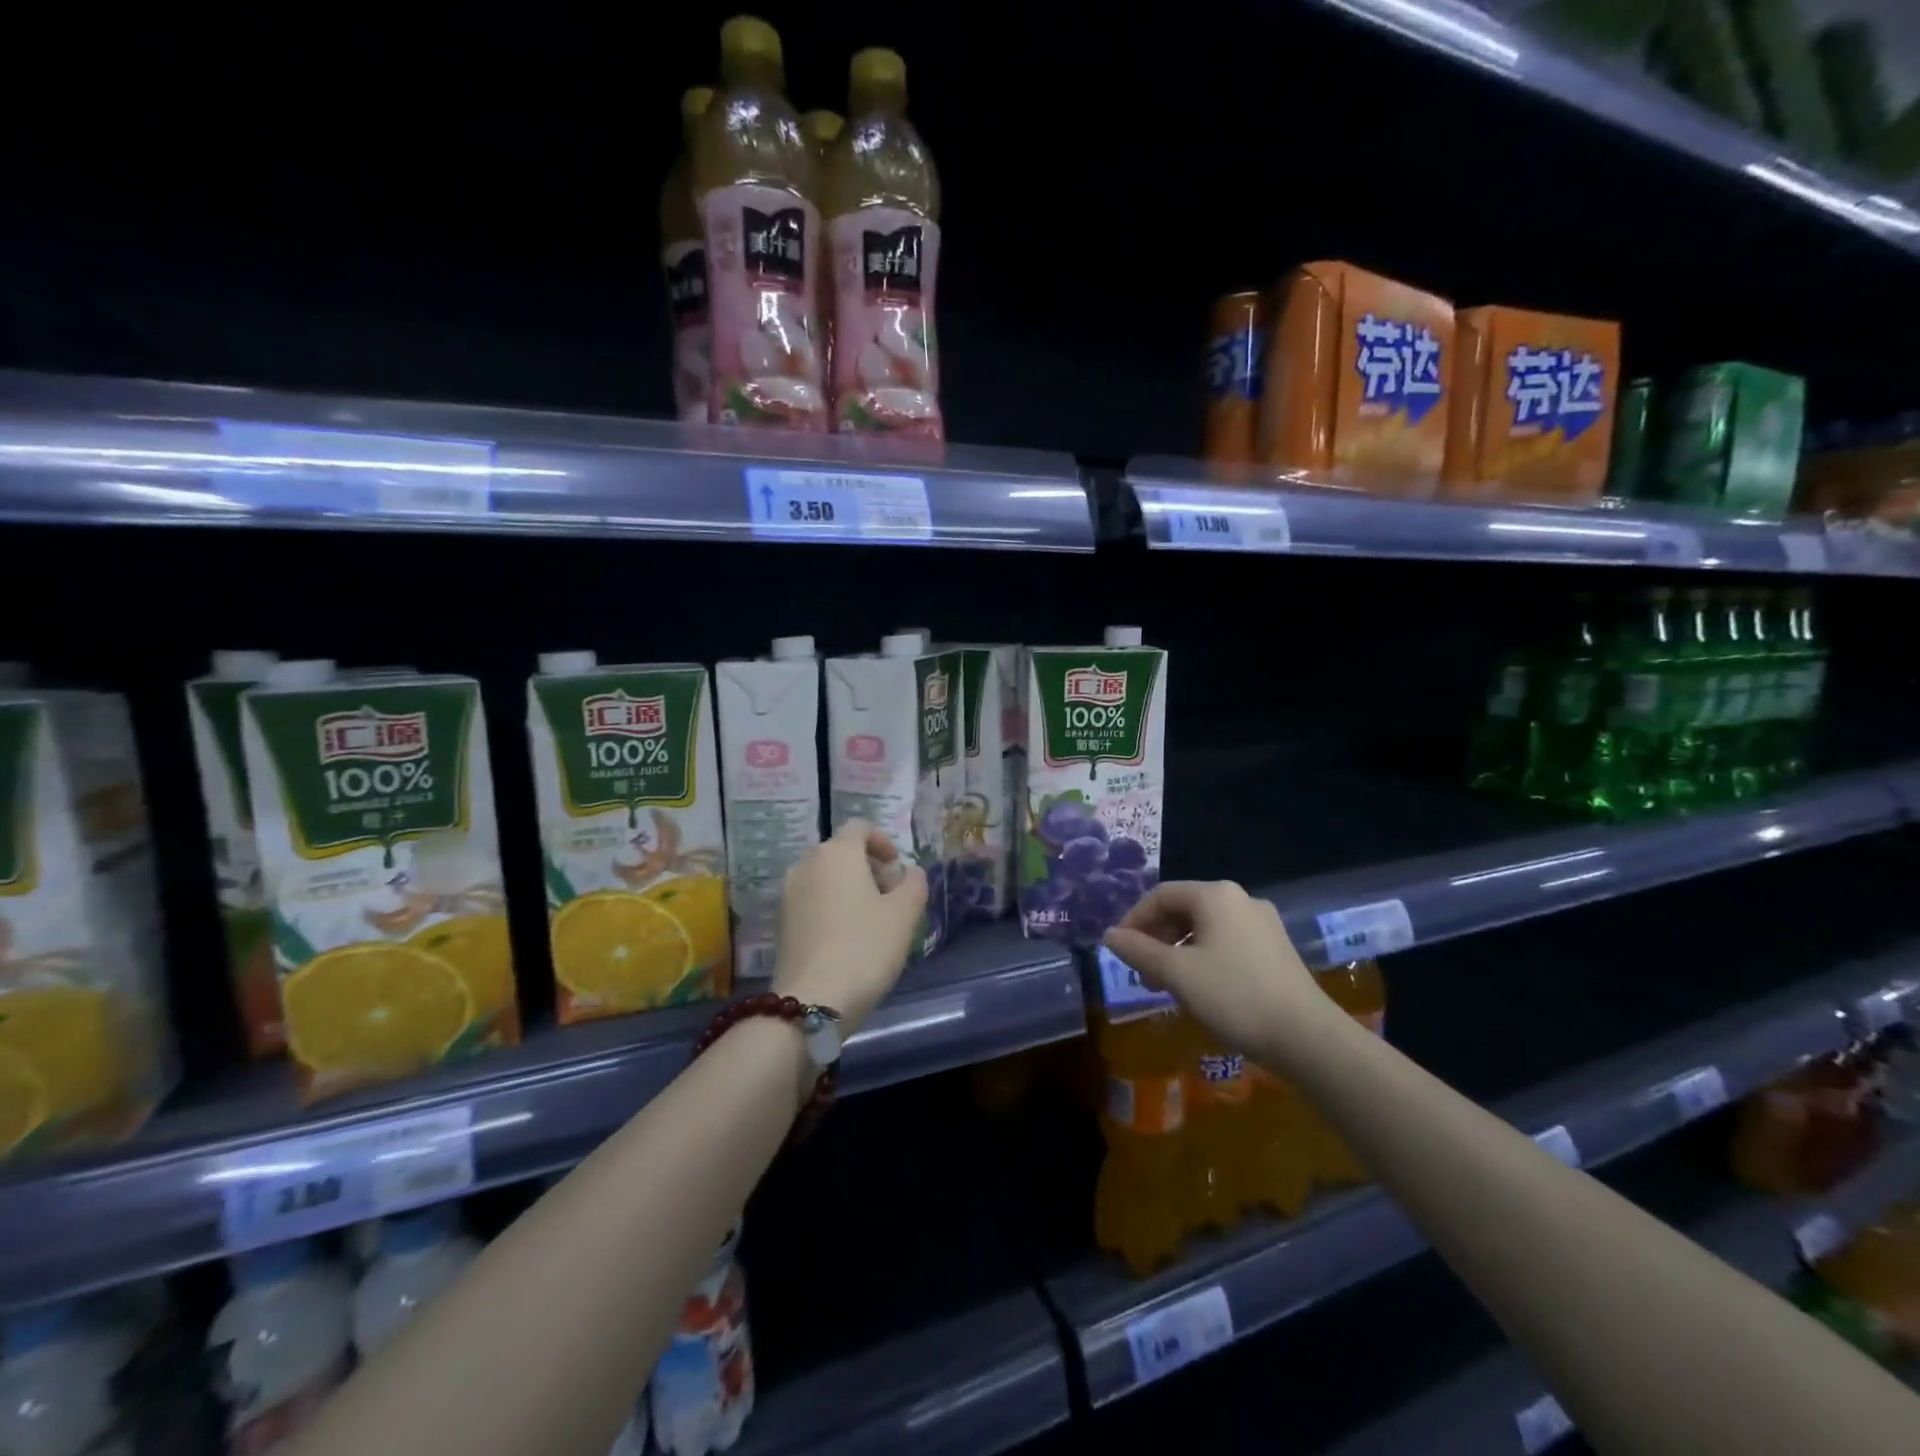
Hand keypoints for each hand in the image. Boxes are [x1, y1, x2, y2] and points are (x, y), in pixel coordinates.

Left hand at [774, 819, 927, 1033]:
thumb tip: (911, 871)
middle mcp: (807, 864)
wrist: (811, 1002)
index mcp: (837, 853)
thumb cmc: (864, 948)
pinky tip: (846, 937)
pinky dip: (830, 906)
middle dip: (867, 867)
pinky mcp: (780, 922)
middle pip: (840, 852)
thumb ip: (914, 884)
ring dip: (848, 887)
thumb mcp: (904, 915)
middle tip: (889, 896)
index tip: (897, 868)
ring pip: (824, 877)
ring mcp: (788, 894)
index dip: (882, 841)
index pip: (860, 828)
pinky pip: (811, 900)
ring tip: (869, 919)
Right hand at [1103, 880, 1333, 1064]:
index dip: (1134, 919)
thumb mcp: (1177, 974)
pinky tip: (1200, 988)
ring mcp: (1263, 923)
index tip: (1120, 950)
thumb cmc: (1234, 996)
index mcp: (1215, 896)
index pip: (1161, 895)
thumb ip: (1139, 951)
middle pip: (1184, 908)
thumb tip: (1109, 936)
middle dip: (1156, 938)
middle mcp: (1240, 899)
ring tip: (1166, 985)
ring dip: (1178, 950)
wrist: (1307, 1037)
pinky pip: (1227, 941)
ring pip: (1205, 927)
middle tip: (1142, 972)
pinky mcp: (1276, 948)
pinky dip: (1203, 957)